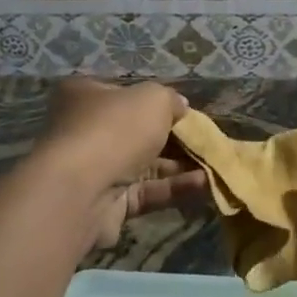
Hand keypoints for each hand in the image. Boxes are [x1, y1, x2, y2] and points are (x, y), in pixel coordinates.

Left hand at [35, 79, 204, 249]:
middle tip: (207, 140)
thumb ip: (170, 99)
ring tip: (215, 165)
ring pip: (146, 164)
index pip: (125, 93)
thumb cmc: (114, 129)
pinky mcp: (108, 203)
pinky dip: (175, 187)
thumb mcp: (152, 98)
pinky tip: (205, 184)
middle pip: (138, 131)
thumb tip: (180, 107)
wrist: (81, 191)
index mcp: (86, 94)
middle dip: (174, 137)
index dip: (157, 101)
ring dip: (180, 165)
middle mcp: (86, 129)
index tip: (186, 111)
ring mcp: (96, 168)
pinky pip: (147, 191)